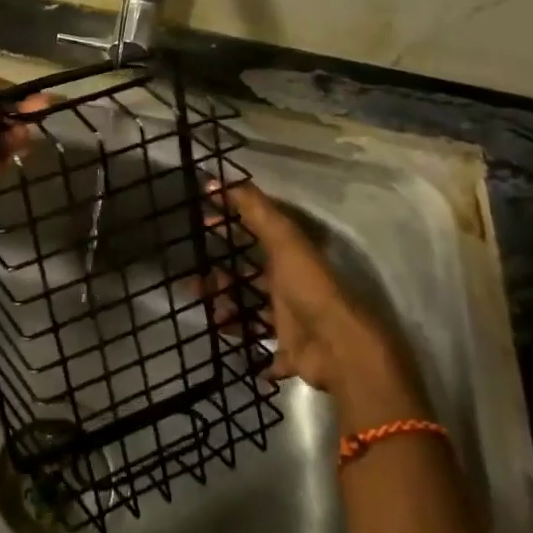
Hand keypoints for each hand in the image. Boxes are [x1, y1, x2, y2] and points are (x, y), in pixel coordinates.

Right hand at [210, 179, 426, 426]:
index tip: (202, 220)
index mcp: (288, 257)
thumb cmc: (309, 288)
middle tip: (192, 278)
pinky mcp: (288, 352)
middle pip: (248, 276)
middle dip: (220, 276)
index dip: (230, 224)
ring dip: (228, 310)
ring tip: (207, 311)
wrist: (340, 349)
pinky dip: (249, 348)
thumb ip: (255, 210)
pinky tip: (225, 342)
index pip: (254, 232)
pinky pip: (263, 350)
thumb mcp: (284, 241)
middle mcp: (289, 285)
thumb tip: (217, 180)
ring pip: (250, 311)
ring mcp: (290, 320)